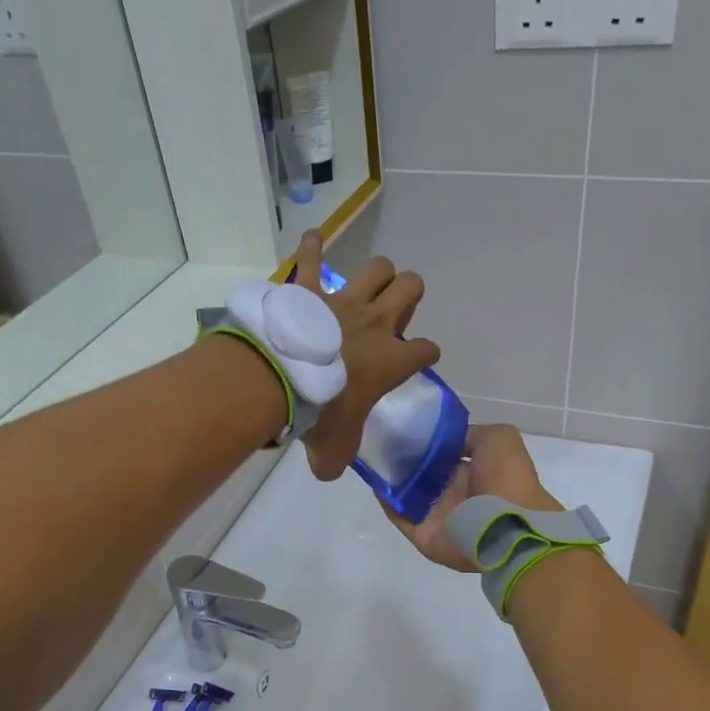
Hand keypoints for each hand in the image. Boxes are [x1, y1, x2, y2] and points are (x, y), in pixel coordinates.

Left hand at [288, 230, 440, 480]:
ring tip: (367, 288)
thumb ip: (337, 460)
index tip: (417, 361)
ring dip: (378, 274)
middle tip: (390, 319)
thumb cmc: (321, 415)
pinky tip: (312, 239)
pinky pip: (312, 258)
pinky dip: (312, 247)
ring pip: (379, 267)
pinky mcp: (310, 290)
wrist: (282, 381)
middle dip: (408, 297)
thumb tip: (328, 471)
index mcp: (391, 361)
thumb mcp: (335, 449)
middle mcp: (376, 323)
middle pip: (411, 288)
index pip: (427, 351)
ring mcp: (344, 302)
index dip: (426, 354)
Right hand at [383, 423, 561, 570]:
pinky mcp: (425, 536)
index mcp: (477, 472)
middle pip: (425, 476)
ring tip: (374, 456)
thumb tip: (445, 440)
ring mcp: (441, 518)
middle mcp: (458, 495)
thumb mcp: (498, 438)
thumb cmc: (506, 478)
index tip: (406, 426)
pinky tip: (375, 480)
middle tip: (384, 439)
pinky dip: (387, 502)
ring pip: (409, 497)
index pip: (446, 456)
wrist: (508, 526)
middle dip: (406, 460)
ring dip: (393, 480)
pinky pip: (400, 518)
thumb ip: (470, 435)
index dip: (428, 442)